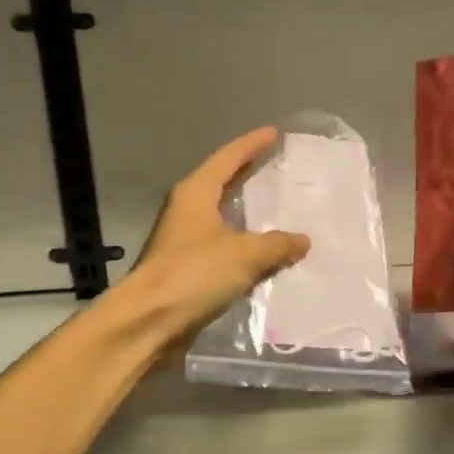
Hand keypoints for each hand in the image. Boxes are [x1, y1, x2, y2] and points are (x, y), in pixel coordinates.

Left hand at [124, 128, 310, 339]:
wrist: (150, 320)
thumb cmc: (194, 274)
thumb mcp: (244, 255)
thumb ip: (277, 244)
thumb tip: (303, 240)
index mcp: (196, 193)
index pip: (227, 158)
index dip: (251, 144)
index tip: (273, 133)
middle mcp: (186, 209)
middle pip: (220, 182)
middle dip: (247, 173)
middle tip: (275, 165)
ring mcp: (183, 239)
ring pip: (220, 215)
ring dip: (245, 211)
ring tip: (275, 207)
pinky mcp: (185, 266)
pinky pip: (221, 245)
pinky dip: (242, 242)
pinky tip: (262, 250)